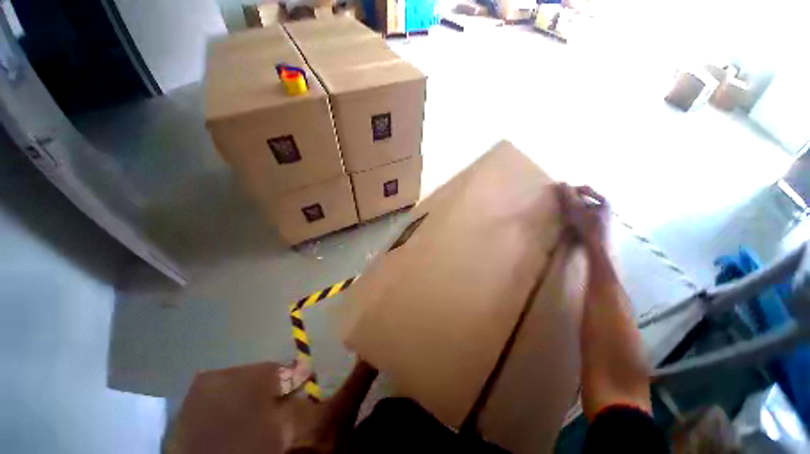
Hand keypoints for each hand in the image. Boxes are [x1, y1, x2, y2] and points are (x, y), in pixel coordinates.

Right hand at [556, 183, 610, 251]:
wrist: (597, 248)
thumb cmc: (587, 226)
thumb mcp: (575, 209)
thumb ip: (567, 196)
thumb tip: (560, 183)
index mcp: (604, 200)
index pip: (584, 188)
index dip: (570, 189)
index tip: (558, 193)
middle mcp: (607, 207)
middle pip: (585, 198)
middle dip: (572, 199)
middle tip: (561, 203)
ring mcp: (605, 217)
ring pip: (585, 208)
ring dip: (574, 208)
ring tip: (564, 213)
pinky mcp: (601, 226)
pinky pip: (586, 216)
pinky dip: (578, 216)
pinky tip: (571, 222)